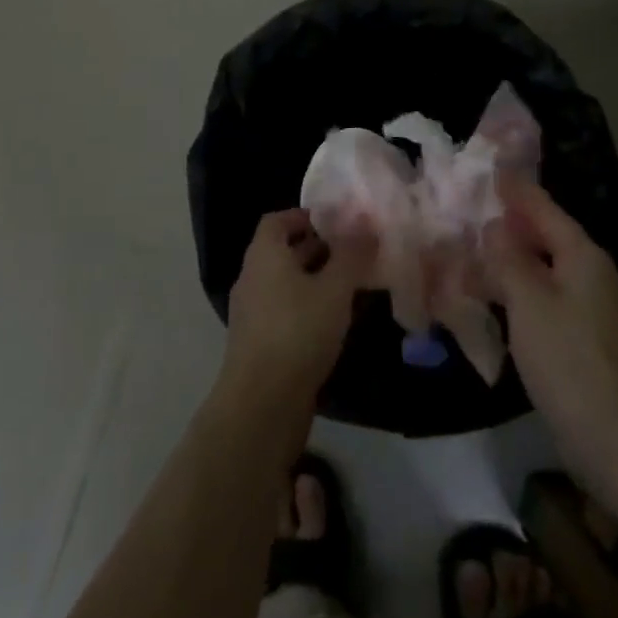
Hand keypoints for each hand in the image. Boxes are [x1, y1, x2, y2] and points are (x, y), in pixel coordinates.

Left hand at [221, 209, 370, 412]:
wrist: (262, 402)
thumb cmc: (298, 331)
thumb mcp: (334, 289)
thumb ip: (351, 255)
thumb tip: (365, 224)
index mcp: (264, 255)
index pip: (277, 220)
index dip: (305, 215)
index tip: (336, 221)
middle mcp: (252, 277)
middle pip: (283, 251)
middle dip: (318, 248)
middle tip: (354, 251)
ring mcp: (253, 312)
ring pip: (286, 283)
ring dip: (316, 279)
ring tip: (353, 284)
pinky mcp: (259, 342)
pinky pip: (285, 310)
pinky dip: (309, 306)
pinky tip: (336, 321)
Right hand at [481, 175, 617, 469]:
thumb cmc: (571, 362)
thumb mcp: (530, 303)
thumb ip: (510, 260)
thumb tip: (496, 226)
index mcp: (587, 259)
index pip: (547, 212)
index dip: (519, 191)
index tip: (494, 170)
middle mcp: (600, 278)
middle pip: (553, 241)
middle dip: (517, 228)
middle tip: (478, 215)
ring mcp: (603, 314)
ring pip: (554, 275)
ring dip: (520, 264)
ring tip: (482, 258)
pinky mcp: (598, 345)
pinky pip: (557, 303)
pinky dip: (529, 296)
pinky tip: (507, 305)